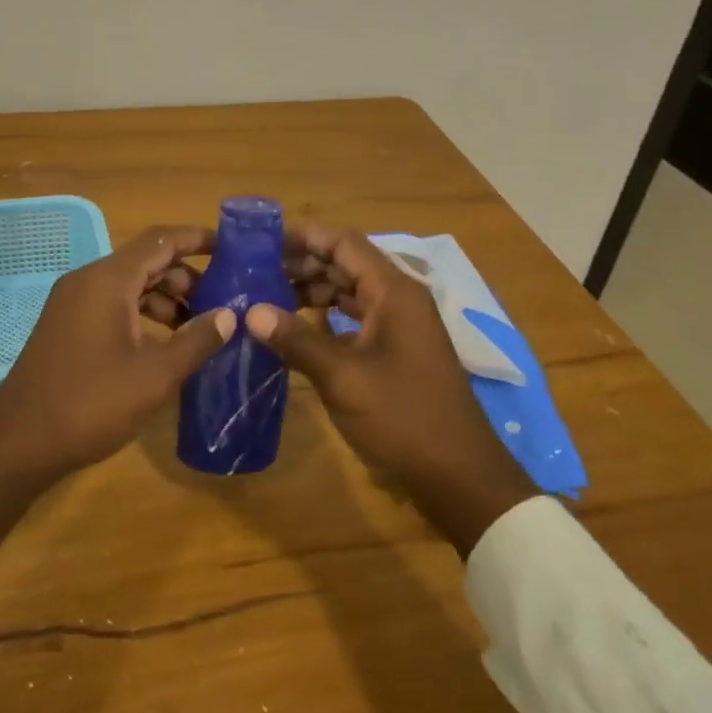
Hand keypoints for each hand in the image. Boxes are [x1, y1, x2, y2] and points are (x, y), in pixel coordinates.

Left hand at [0, 226, 235, 541]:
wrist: (19, 443)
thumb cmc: (91, 404)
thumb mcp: (154, 376)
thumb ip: (196, 341)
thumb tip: (229, 315)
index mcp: (108, 280)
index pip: (161, 240)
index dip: (197, 239)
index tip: (232, 247)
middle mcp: (88, 281)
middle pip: (146, 260)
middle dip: (186, 276)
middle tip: (221, 301)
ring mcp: (73, 303)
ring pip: (129, 284)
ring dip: (166, 298)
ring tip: (198, 327)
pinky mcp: (67, 325)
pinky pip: (112, 304)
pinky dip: (142, 313)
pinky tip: (164, 344)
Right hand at [248, 223, 537, 554]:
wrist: (459, 475)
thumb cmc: (403, 417)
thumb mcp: (343, 378)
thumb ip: (297, 340)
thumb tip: (251, 311)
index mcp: (393, 291)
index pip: (344, 243)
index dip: (303, 237)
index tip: (261, 242)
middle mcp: (399, 298)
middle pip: (346, 263)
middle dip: (302, 264)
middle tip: (256, 272)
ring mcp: (400, 325)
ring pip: (350, 292)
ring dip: (312, 292)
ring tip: (268, 299)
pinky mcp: (397, 350)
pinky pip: (356, 319)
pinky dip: (326, 319)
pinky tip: (296, 333)